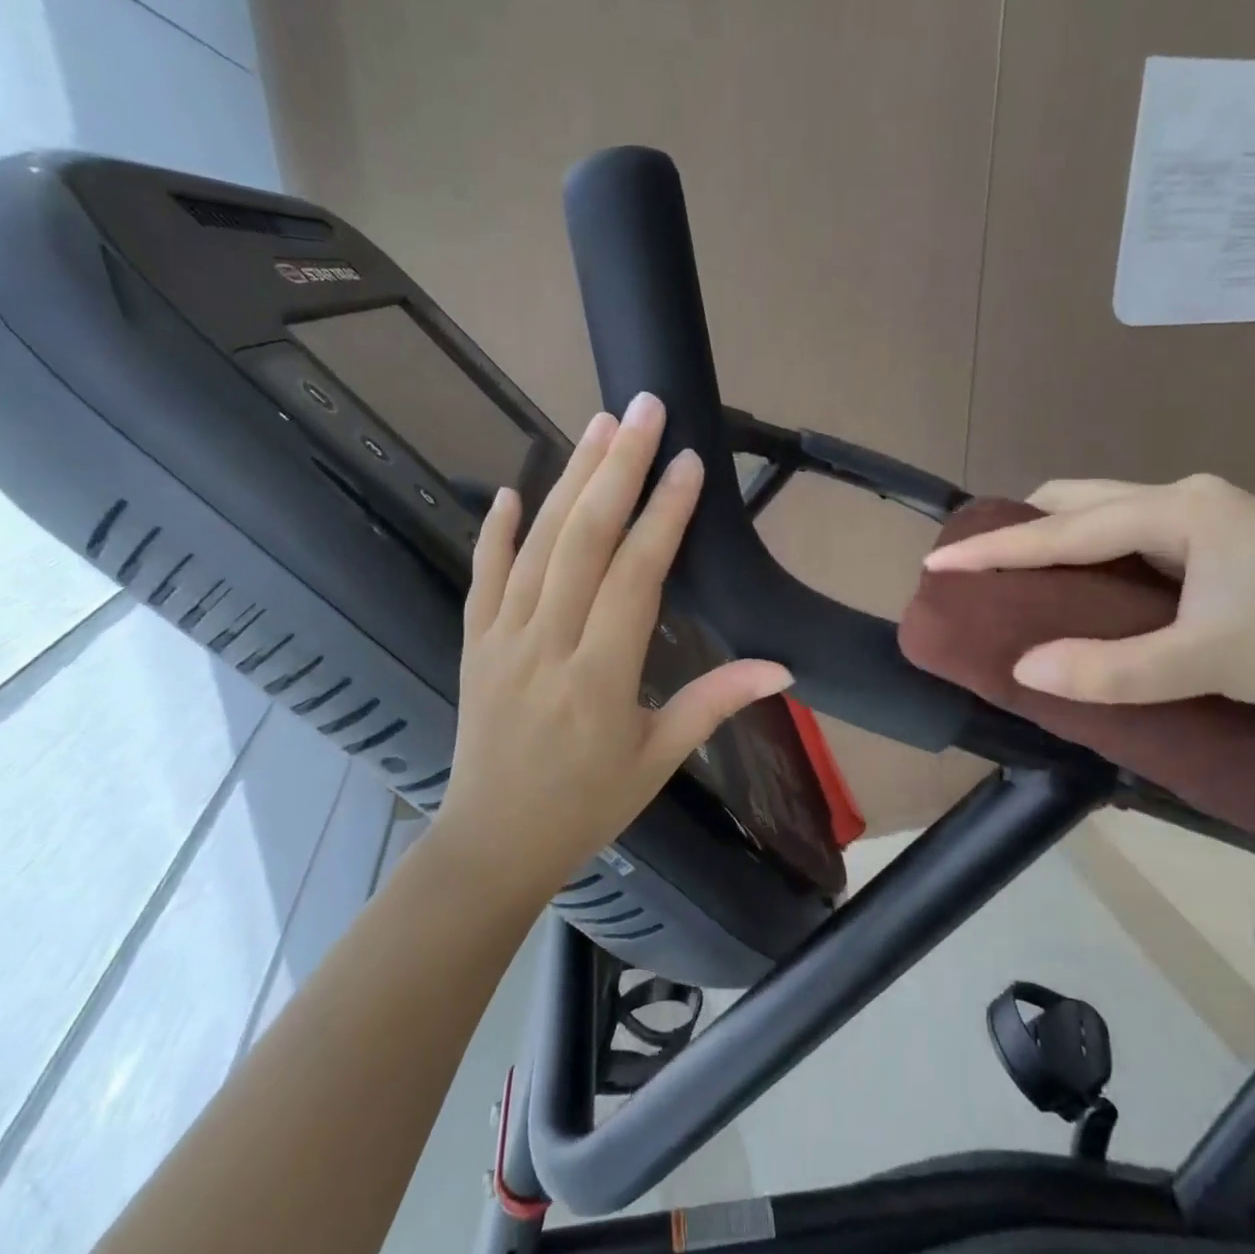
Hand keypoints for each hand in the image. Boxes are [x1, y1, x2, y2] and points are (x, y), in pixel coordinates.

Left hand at [434, 393, 791, 901]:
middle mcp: (547, 644)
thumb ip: (715, 702)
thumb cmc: (586, 805)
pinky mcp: (472, 643)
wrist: (493, 844)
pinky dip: (495, 532)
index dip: (665, 515)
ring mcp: (501, 639)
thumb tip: (782, 667)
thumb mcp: (659, 759)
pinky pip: (482, 577)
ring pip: (537, 545)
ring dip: (568, 480)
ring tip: (596, 426)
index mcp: (600, 677)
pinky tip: (511, 491)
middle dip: (616, 467)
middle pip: (583, 540)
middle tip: (641, 409)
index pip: (636, 576)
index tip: (687, 462)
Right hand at [922, 474, 1254, 710]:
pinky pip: (1121, 530)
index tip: (938, 560)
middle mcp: (1181, 497)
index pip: (1063, 529)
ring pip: (1098, 511)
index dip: (996, 548)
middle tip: (981, 569)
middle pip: (1074, 500)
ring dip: (1052, 537)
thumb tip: (1024, 671)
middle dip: (1020, 528)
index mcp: (1176, 510)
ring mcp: (1199, 512)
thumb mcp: (1207, 662)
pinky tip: (1078, 582)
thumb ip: (1113, 669)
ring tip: (1018, 576)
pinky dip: (1084, 550)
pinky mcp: (1210, 535)